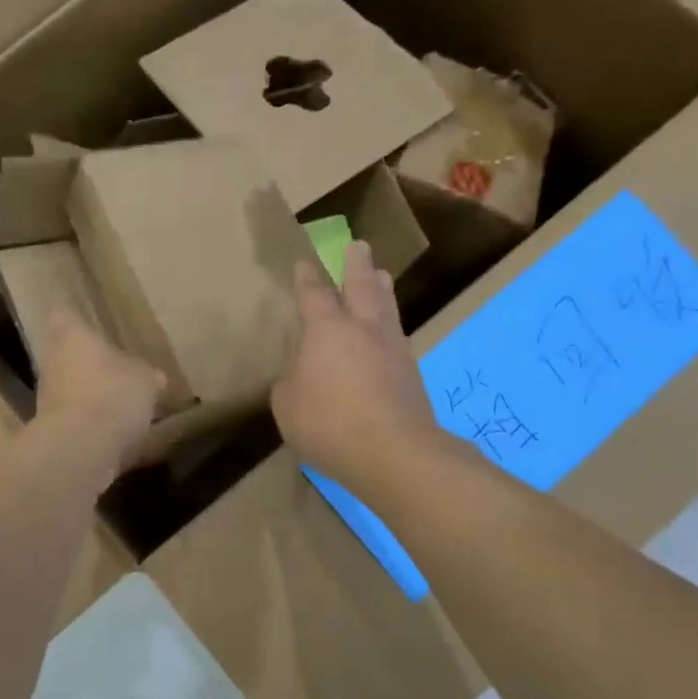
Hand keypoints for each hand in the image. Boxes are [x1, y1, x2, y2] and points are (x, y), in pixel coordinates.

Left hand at [34, 308, 164, 479]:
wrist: (81, 448)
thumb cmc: (112, 394)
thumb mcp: (145, 380)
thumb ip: (147, 375)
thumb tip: (154, 378)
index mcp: (71, 336)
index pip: (63, 314)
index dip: (73, 314)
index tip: (84, 317)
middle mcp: (52, 361)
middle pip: (63, 352)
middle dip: (84, 358)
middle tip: (110, 362)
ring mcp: (48, 397)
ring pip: (67, 385)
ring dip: (87, 391)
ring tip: (116, 398)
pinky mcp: (52, 429)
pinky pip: (74, 416)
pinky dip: (89, 420)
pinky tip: (113, 429)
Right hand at [271, 241, 441, 491]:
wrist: (394, 453)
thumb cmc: (328, 422)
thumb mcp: (287, 403)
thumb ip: (290, 382)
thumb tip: (301, 374)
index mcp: (327, 329)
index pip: (314, 294)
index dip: (307, 277)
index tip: (303, 262)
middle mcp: (363, 329)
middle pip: (361, 286)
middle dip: (357, 265)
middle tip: (358, 246)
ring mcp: (392, 349)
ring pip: (386, 307)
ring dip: (381, 288)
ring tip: (382, 276)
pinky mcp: (410, 374)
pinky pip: (396, 337)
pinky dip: (389, 326)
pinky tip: (387, 332)